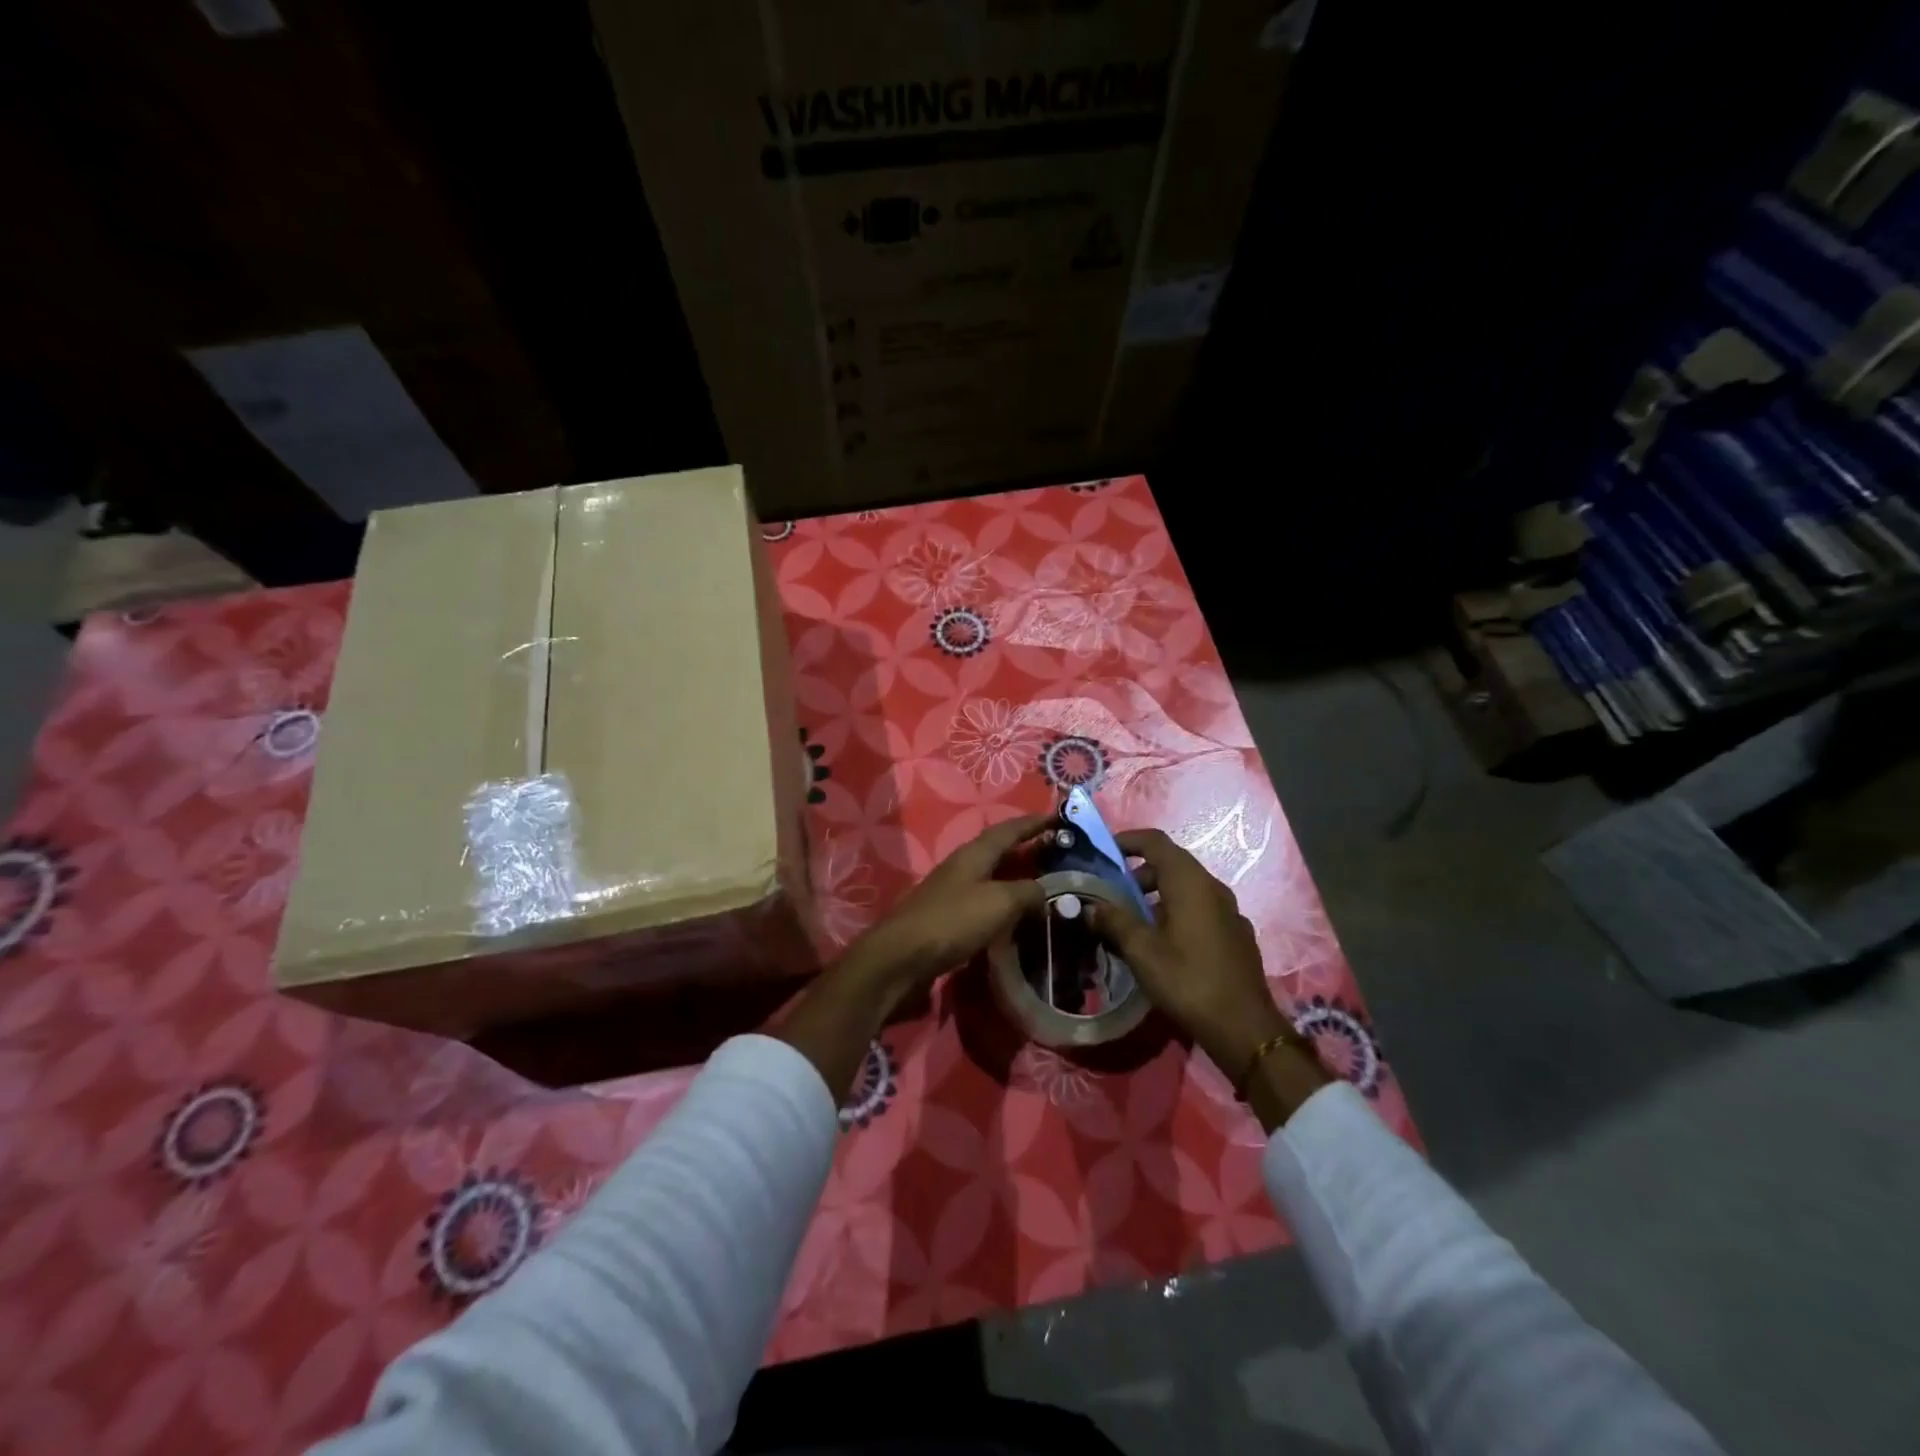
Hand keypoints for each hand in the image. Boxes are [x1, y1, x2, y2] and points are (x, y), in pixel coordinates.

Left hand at [835, 813, 1049, 1016]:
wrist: (900, 960)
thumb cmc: (951, 922)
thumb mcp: (999, 902)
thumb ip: (1027, 892)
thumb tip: (1045, 891)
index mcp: (973, 854)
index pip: (1008, 830)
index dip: (1033, 823)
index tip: (1057, 816)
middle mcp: (961, 868)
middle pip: (998, 852)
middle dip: (1026, 850)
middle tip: (1057, 854)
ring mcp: (951, 894)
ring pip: (991, 879)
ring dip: (1015, 879)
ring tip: (1043, 887)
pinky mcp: (946, 921)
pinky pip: (982, 905)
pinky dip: (1002, 906)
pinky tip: (1014, 920)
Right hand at [1084, 828, 1295, 1078]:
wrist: (1244, 1028)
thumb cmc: (1188, 980)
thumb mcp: (1141, 951)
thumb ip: (1114, 921)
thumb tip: (1092, 906)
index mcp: (1189, 882)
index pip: (1155, 841)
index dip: (1128, 840)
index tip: (1104, 851)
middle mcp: (1212, 887)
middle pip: (1171, 864)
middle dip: (1138, 873)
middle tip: (1112, 893)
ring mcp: (1229, 911)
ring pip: (1186, 888)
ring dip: (1156, 895)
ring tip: (1132, 921)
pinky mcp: (1235, 934)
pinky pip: (1200, 909)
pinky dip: (1176, 911)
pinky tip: (1163, 943)